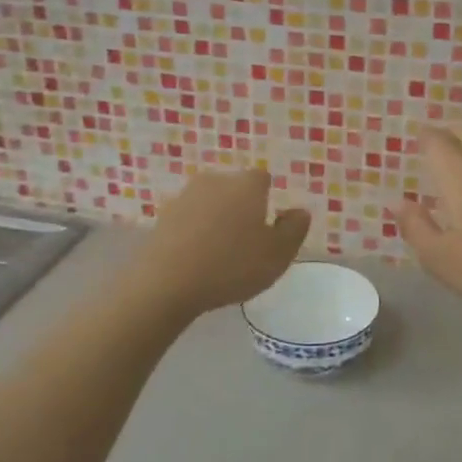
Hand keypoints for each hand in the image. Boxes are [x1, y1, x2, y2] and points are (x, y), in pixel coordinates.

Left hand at [136, 169, 310, 319]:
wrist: (166, 282)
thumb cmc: (232, 265)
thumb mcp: (278, 254)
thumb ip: (294, 229)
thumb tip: (299, 211)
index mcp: (246, 184)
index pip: (262, 179)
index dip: (268, 199)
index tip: (269, 225)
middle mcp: (215, 180)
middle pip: (234, 188)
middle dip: (242, 208)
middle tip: (247, 241)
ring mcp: (184, 196)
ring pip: (210, 203)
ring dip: (217, 220)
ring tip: (221, 253)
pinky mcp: (162, 217)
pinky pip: (189, 220)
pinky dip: (195, 232)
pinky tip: (197, 258)